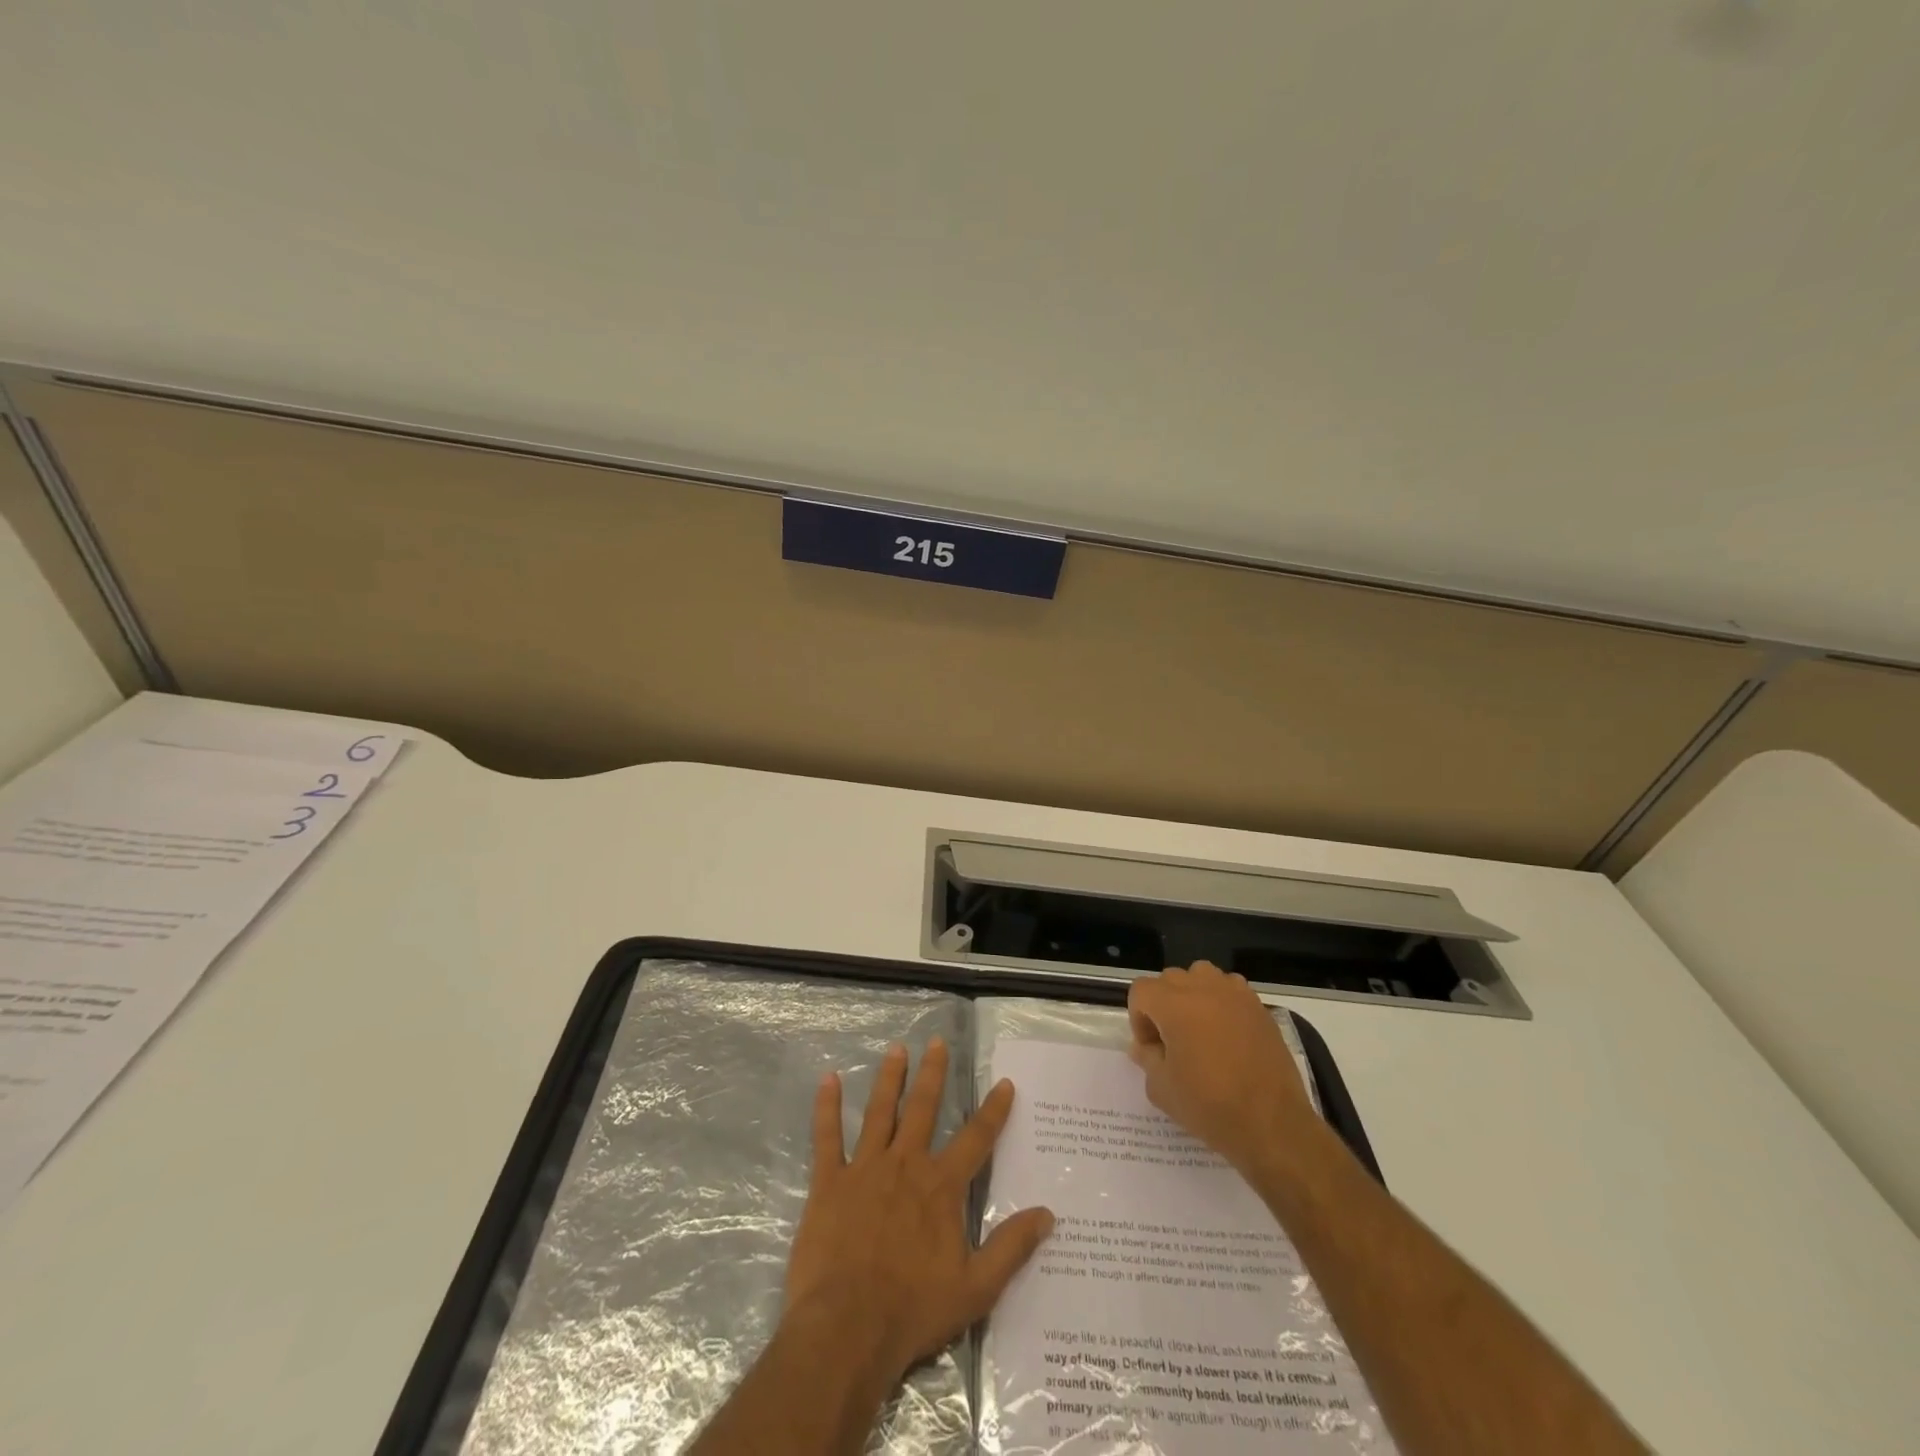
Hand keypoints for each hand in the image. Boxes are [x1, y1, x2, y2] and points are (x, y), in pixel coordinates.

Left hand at [782, 1037, 1054, 1385]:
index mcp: (941, 1186)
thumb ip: (1011, 1247)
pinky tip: (827, 1080)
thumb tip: (1048, 1214)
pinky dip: (826, 1108)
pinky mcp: (829, 1182)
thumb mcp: (976, 1288)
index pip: (976, 1139)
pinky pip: (827, 1137)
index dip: (993, 1110)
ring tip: (896, 1049)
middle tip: (936, 1041)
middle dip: (933, 1073)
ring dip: (889, 1078)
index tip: (1004, 1082)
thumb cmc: (913, 1310)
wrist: (847, 1329)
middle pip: (923, 1108)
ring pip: (879, 1112)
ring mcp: (865, 1169)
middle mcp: (906, 1164)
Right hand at [1128, 961, 1313, 1173]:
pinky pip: (1230, 989)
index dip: (1139, 1018)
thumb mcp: (1162, 1089)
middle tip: (1172, 1041)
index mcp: (1174, 1005)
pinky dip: (1221, 1002)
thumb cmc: (1210, 1107)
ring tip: (1200, 1030)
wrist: (1272, 1125)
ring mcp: (1235, 994)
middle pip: (1170, 980)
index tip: (1151, 1048)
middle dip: (1163, 1005)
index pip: (1142, 991)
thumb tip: (1146, 1046)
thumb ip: (1147, 1058)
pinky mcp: (1259, 1007)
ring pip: (1201, 976)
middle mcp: (1203, 988)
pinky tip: (1228, 1034)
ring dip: (1192, 996)